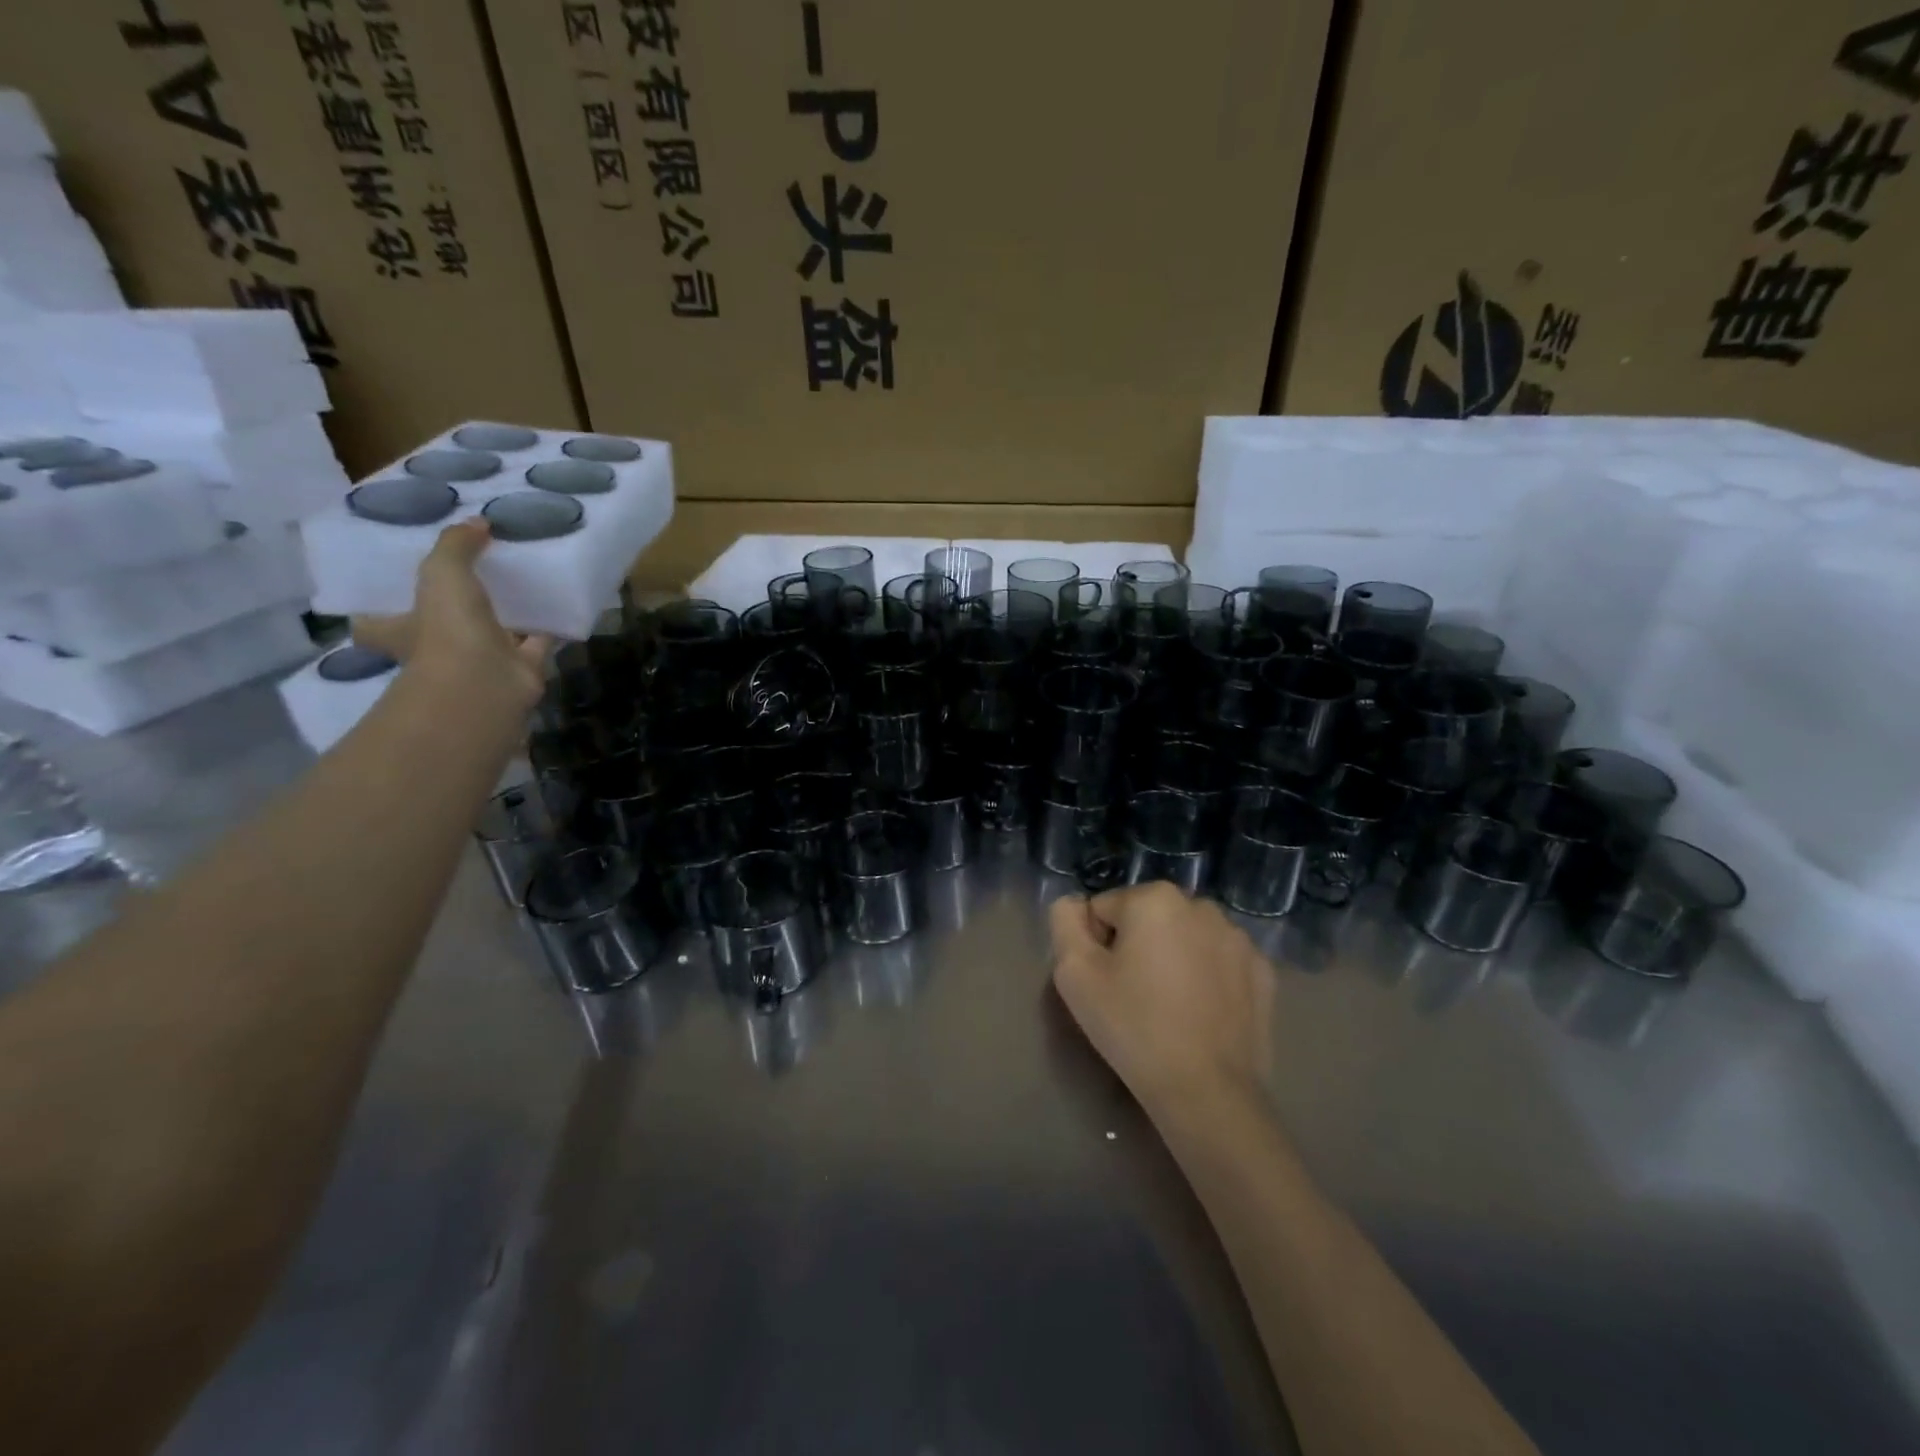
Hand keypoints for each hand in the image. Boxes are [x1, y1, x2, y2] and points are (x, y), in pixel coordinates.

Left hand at [350, 519, 550, 710]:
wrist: (489, 682)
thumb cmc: (447, 629)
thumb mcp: (442, 573)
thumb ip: (456, 545)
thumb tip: (479, 522)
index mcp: (401, 632)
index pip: (375, 623)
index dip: (379, 608)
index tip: (391, 588)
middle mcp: (437, 649)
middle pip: (438, 627)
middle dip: (452, 609)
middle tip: (470, 576)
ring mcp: (480, 661)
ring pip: (491, 633)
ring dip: (504, 615)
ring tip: (520, 583)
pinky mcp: (520, 668)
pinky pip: (536, 642)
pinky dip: (547, 627)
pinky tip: (559, 605)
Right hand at [1049, 883, 1274, 1121]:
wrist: (1207, 1092)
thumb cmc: (1133, 1027)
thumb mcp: (1074, 974)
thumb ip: (1064, 922)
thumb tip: (1074, 904)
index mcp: (1154, 898)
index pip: (1104, 909)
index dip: (1095, 946)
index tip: (1104, 983)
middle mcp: (1201, 906)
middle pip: (1147, 919)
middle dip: (1136, 947)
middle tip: (1133, 996)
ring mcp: (1239, 938)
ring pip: (1185, 938)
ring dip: (1172, 958)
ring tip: (1168, 1008)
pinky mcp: (1263, 972)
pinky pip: (1218, 962)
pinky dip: (1206, 977)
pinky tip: (1200, 1014)